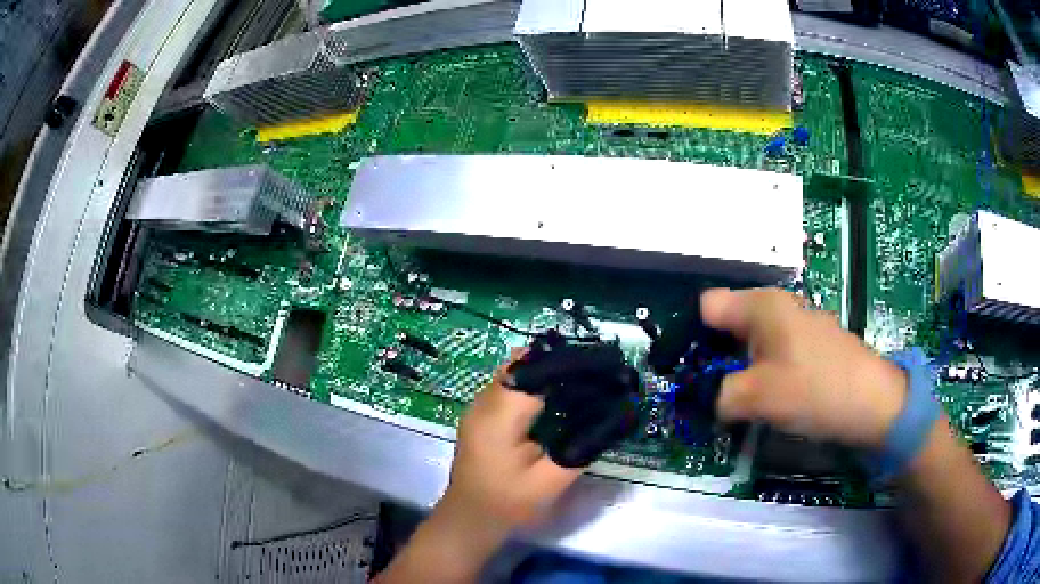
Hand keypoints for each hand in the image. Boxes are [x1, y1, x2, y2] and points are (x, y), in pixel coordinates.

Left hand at [378, 353, 580, 582]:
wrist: (470, 518)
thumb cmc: (508, 503)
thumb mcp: (550, 482)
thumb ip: (578, 448)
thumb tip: (606, 416)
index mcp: (499, 417)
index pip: (534, 372)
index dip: (567, 366)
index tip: (599, 368)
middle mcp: (483, 402)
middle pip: (522, 364)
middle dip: (558, 364)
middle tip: (594, 375)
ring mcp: (477, 406)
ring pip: (513, 371)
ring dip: (544, 372)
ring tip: (579, 382)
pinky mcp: (479, 414)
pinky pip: (507, 385)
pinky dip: (532, 383)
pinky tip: (554, 398)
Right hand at [700, 288, 907, 449]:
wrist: (872, 402)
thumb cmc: (813, 390)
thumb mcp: (756, 398)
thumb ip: (720, 396)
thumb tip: (713, 399)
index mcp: (761, 305)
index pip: (707, 306)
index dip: (691, 336)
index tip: (687, 370)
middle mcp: (778, 305)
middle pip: (730, 323)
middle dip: (716, 356)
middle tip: (711, 392)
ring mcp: (799, 322)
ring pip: (753, 341)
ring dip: (741, 368)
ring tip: (740, 400)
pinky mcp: (813, 342)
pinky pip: (775, 351)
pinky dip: (765, 371)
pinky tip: (773, 397)